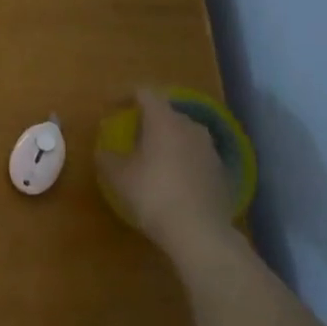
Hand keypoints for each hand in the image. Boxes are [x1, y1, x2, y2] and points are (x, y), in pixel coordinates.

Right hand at [97, 89, 235, 260]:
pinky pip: (196, 156)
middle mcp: (190, 127)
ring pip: (184, 135)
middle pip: (167, 113)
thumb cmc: (153, 194)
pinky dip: (182, 160)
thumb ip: (108, 158)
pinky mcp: (221, 172)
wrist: (200, 231)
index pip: (145, 93)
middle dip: (148, 121)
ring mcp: (210, 149)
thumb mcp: (118, 177)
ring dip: (167, 141)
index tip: (112, 106)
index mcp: (164, 121)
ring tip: (152, 158)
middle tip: (131, 135)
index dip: (126, 95)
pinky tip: (172, 180)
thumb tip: (104, 151)